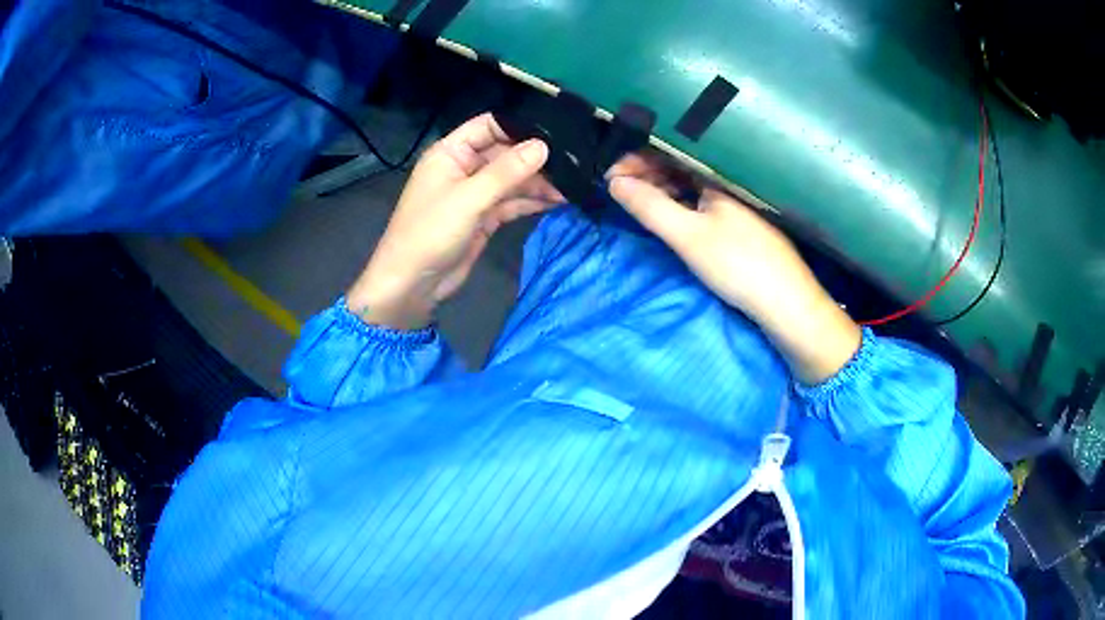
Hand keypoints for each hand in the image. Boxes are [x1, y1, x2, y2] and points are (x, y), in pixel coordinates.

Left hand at [347, 113, 562, 329]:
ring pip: (512, 180)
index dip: (518, 127)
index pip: (488, 127)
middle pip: (505, 154)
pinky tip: (558, 201)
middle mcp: (464, 168)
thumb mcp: (470, 198)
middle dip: (535, 159)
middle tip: (573, 164)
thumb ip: (507, 172)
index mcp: (451, 153)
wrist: (412, 284)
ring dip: (538, 183)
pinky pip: (512, 203)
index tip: (554, 132)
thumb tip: (544, 146)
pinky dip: (532, 202)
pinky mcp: (484, 217)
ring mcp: (474, 194)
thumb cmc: (430, 232)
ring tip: (572, 187)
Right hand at [608, 160, 860, 383]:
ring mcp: (737, 198)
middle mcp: (728, 178)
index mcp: (718, 172)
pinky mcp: (742, 218)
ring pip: (691, 182)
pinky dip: (681, 201)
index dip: (635, 158)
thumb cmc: (737, 264)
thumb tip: (613, 182)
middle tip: (617, 189)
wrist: (787, 302)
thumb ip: (649, 206)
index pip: (668, 150)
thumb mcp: (687, 235)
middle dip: (645, 172)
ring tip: (638, 201)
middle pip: (679, 163)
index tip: (608, 176)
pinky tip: (671, 212)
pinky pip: (702, 198)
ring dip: (662, 187)